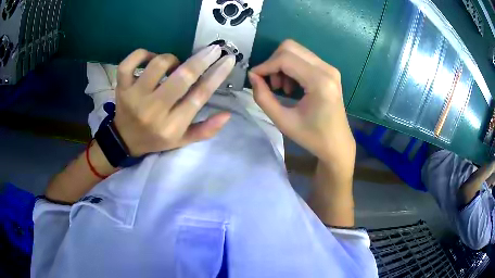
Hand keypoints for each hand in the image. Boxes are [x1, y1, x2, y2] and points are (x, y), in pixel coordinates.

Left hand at [113, 46, 235, 155]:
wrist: (124, 140)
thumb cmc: (156, 138)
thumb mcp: (183, 140)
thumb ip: (206, 130)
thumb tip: (228, 114)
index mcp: (172, 126)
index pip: (199, 96)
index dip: (216, 75)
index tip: (228, 59)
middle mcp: (153, 111)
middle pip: (182, 77)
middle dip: (202, 59)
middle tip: (214, 49)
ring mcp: (134, 97)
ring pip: (158, 64)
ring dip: (172, 59)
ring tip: (174, 66)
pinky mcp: (121, 88)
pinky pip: (130, 62)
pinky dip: (143, 54)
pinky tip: (150, 58)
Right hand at [249, 40, 355, 178]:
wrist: (337, 144)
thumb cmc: (312, 137)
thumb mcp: (283, 121)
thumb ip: (263, 97)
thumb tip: (252, 76)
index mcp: (319, 82)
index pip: (285, 59)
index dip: (265, 66)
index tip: (254, 79)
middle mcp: (327, 69)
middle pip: (290, 47)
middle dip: (274, 62)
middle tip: (271, 85)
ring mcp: (330, 68)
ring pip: (297, 51)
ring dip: (282, 65)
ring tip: (283, 89)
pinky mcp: (329, 71)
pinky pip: (304, 59)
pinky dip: (292, 68)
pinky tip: (293, 87)